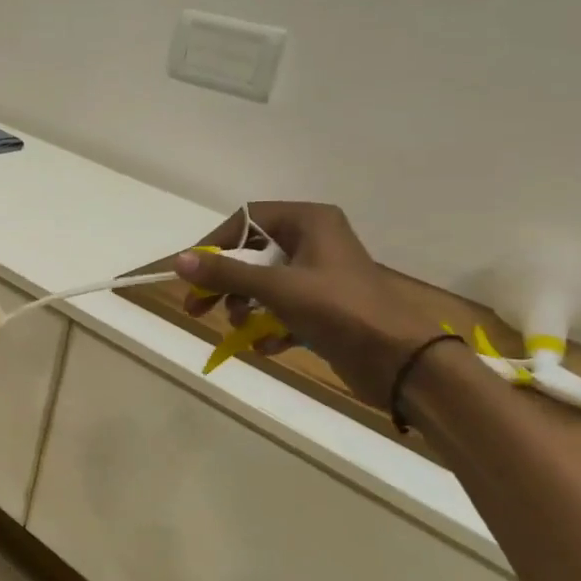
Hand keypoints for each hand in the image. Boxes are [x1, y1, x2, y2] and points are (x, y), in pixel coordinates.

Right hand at [174, 202, 442, 405]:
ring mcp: (320, 275)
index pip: (247, 219)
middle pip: (252, 253)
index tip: (193, 272)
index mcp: (309, 222)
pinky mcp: (325, 307)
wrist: (402, 362)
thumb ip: (226, 273)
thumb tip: (178, 260)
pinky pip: (283, 308)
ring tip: (239, 327)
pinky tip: (264, 346)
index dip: (216, 244)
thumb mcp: (277, 288)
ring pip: (265, 282)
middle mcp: (315, 241)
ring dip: (245, 305)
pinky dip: (269, 325)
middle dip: (224, 282)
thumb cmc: (340, 310)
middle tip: (197, 307)